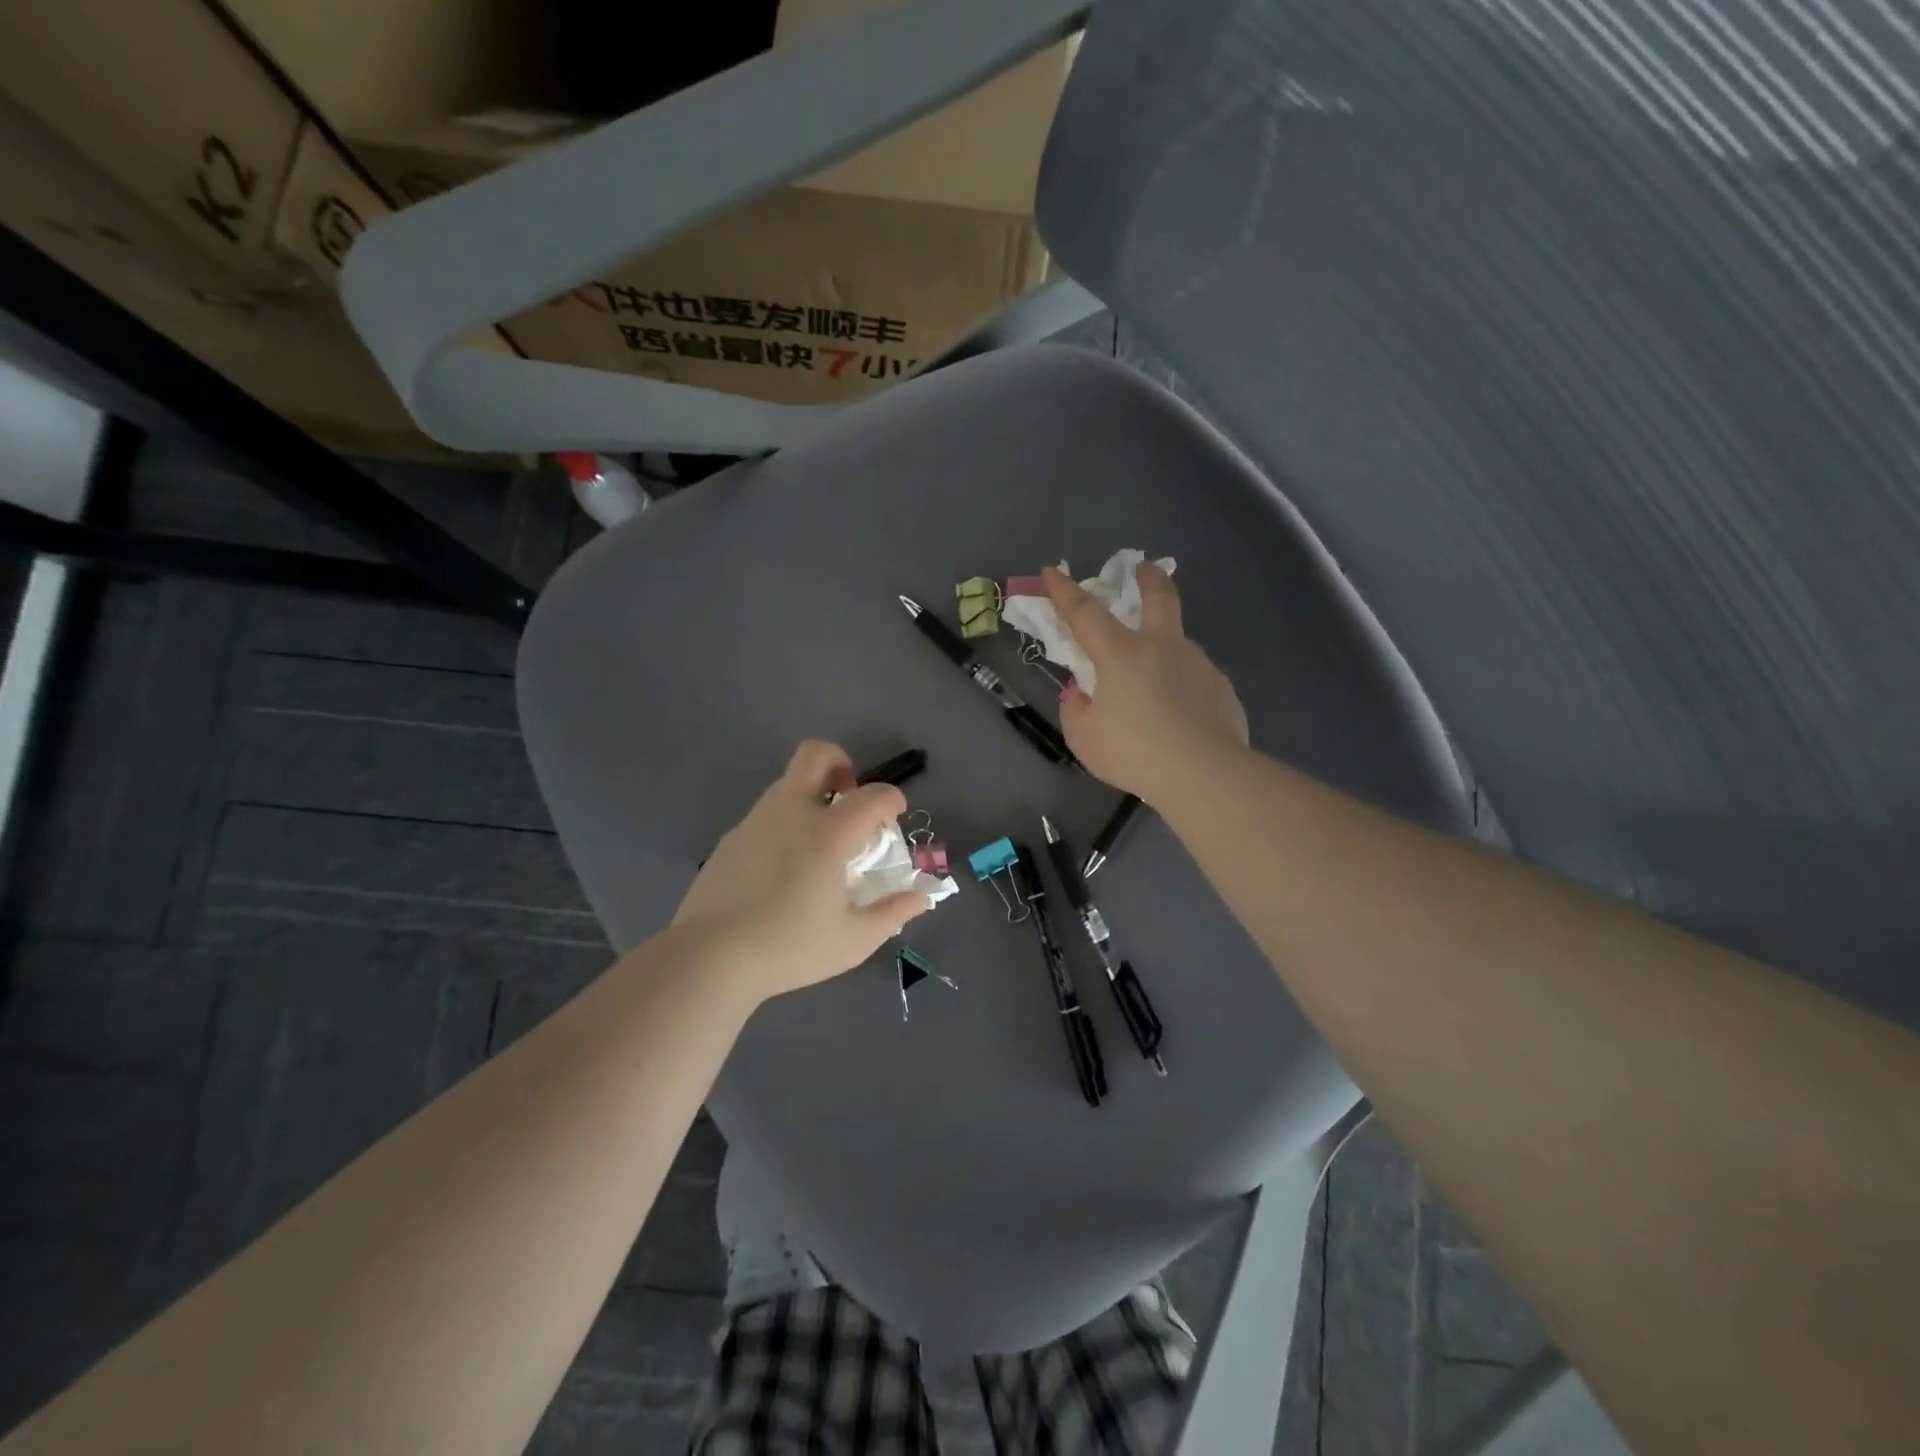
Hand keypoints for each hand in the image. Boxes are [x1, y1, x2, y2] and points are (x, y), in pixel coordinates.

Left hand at [673, 741, 931, 1002]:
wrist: (709, 958)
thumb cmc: (789, 948)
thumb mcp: (853, 940)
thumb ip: (893, 913)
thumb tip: (922, 896)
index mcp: (828, 834)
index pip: (872, 794)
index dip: (892, 798)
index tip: (895, 815)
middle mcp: (791, 813)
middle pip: (816, 754)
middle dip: (841, 762)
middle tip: (850, 797)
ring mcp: (756, 821)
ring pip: (788, 781)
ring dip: (813, 793)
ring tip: (821, 838)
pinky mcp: (732, 838)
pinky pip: (767, 811)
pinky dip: (787, 819)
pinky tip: (786, 864)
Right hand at [1044, 562, 1248, 803]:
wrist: (1204, 773)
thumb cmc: (1134, 752)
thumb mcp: (1085, 738)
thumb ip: (1077, 710)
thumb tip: (1082, 695)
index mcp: (1121, 654)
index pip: (1084, 612)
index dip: (1064, 591)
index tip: (1051, 570)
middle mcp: (1163, 647)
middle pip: (1159, 598)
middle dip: (1149, 578)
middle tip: (1145, 568)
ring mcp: (1198, 665)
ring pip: (1179, 644)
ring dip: (1166, 649)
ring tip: (1157, 686)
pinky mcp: (1222, 689)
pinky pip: (1196, 680)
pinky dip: (1185, 688)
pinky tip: (1183, 717)